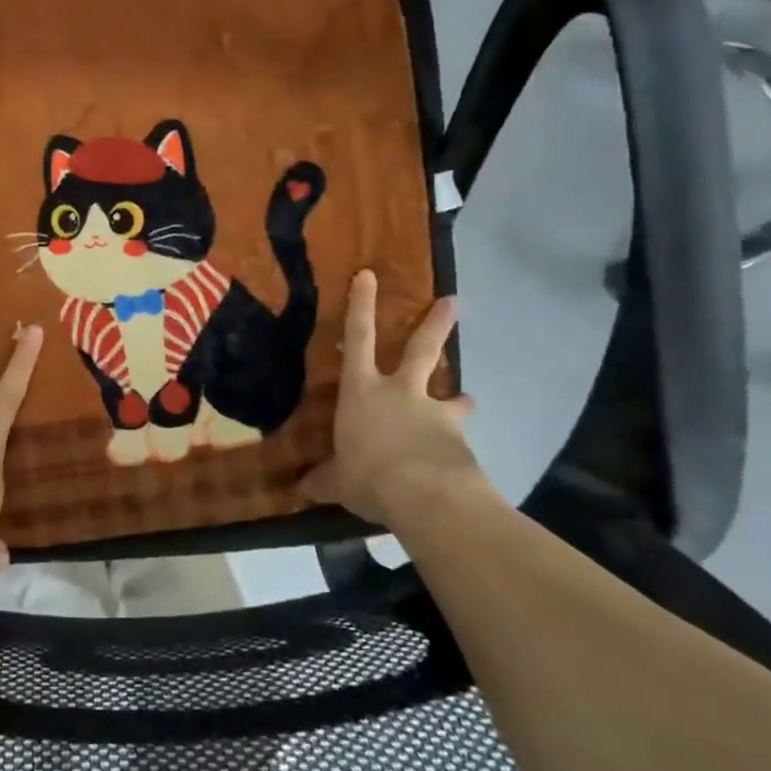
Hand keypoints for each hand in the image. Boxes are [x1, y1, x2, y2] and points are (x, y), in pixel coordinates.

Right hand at [299, 269, 481, 526]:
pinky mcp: (460, 440)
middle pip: (420, 349)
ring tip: (468, 400)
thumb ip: (325, 480)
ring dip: (460, 398)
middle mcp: (400, 391)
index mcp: (362, 390)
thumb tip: (302, 489)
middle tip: (453, 301)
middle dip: (435, 323)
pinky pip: (459, 439)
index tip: (369, 275)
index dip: (361, 305)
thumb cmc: (368, 475)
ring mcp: (434, 413)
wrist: (425, 496)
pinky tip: (460, 466)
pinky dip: (458, 448)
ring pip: (453, 395)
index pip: (358, 338)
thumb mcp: (338, 481)